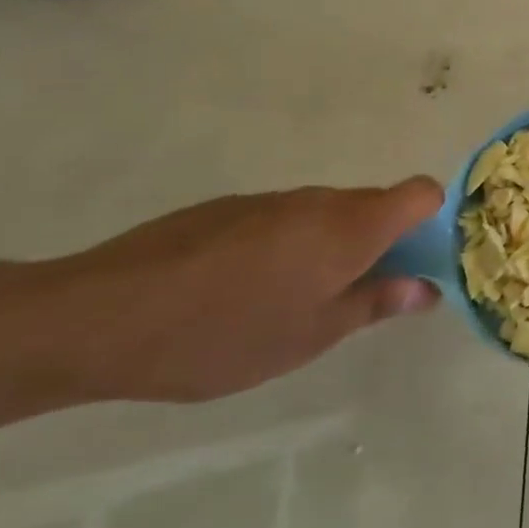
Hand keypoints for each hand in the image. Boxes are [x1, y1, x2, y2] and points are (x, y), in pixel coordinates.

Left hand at [40, 178, 444, 402]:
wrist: (96, 318)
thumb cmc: (225, 333)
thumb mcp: (313, 334)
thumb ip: (377, 304)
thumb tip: (427, 289)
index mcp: (351, 226)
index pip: (422, 193)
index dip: (432, 221)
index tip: (418, 263)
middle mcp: (318, 201)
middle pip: (376, 204)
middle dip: (382, 243)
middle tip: (359, 297)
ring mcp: (268, 202)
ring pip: (326, 215)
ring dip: (332, 247)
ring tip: (293, 303)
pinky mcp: (225, 210)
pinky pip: (283, 221)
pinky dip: (288, 247)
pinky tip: (243, 293)